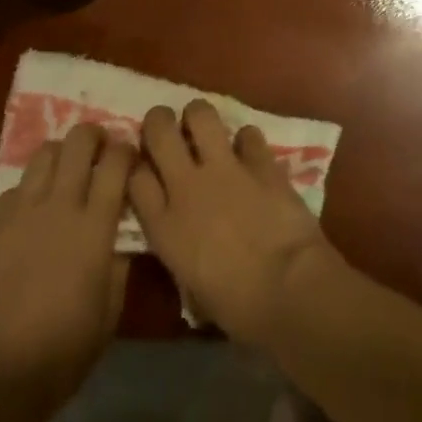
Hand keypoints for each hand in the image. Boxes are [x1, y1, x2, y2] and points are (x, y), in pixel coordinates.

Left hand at [0, 122, 131, 408]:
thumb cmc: (68, 348)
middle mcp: (59, 206)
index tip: (129, 159)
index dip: (127, 150)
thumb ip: (120, 256)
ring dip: (61, 156)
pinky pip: (14, 189)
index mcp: (94, 224)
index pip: (117, 160)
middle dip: (94, 137)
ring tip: (65, 175)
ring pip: (44, 153)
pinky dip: (28, 192)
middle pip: (79, 140)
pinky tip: (31, 215)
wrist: (2, 379)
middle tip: (99, 152)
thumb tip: (121, 227)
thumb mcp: (112, 305)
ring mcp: (21, 214)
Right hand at [129, 99, 341, 345]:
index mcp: (165, 227)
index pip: (135, 177)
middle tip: (168, 128)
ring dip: (200, 118)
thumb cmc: (237, 307)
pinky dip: (247, 142)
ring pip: (201, 114)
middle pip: (159, 130)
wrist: (287, 287)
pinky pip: (247, 133)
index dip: (138, 167)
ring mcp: (225, 167)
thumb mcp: (192, 287)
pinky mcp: (259, 159)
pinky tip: (251, 154)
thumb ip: (181, 251)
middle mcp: (187, 187)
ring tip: (206, 129)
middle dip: (160, 121)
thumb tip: (187, 241)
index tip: (145, 168)